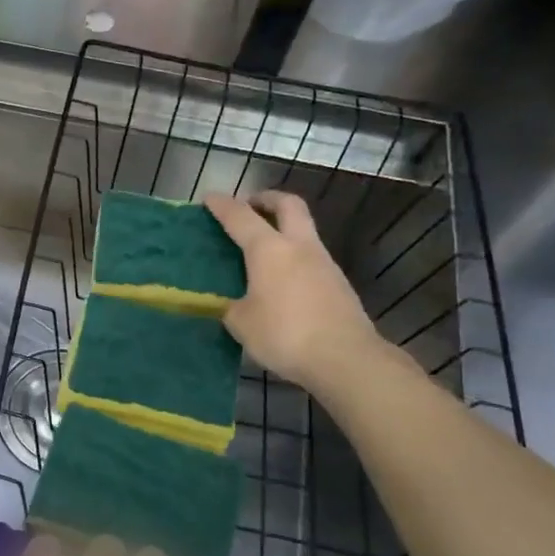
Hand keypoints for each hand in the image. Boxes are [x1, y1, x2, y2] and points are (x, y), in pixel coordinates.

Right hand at [205, 191, 386, 393]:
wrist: (344, 358)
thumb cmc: (284, 334)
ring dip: (284, 228)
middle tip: (250, 206)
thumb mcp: (242, 324)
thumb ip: (232, 307)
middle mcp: (299, 247)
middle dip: (267, 199)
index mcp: (269, 250)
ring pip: (304, 230)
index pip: (241, 217)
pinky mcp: (338, 284)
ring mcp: (324, 263)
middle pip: (288, 205)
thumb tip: (233, 305)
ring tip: (263, 248)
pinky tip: (282, 280)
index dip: (222, 205)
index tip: (209, 198)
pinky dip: (294, 256)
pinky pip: (311, 257)